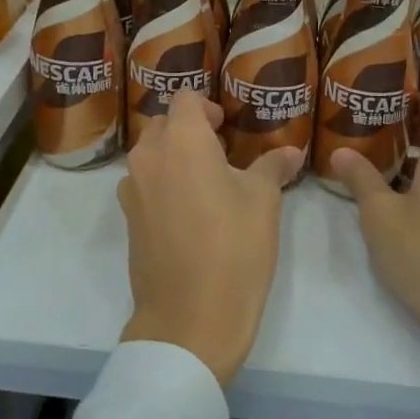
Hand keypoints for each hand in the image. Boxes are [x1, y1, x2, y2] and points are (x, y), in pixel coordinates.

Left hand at [117, 91, 301, 386]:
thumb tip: (291, 151)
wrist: (189, 318)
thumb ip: (273, 166)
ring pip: (151, 154)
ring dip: (175, 157)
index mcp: (181, 140)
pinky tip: (189, 211)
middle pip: (164, 124)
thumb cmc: (234, 249)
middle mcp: (149, 156)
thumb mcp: (264, 202)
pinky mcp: (128, 219)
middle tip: (223, 153)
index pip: (186, 99)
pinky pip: (144, 184)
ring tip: (208, 183)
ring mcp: (132, 189)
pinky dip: (163, 183)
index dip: (208, 107)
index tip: (228, 127)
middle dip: (190, 130)